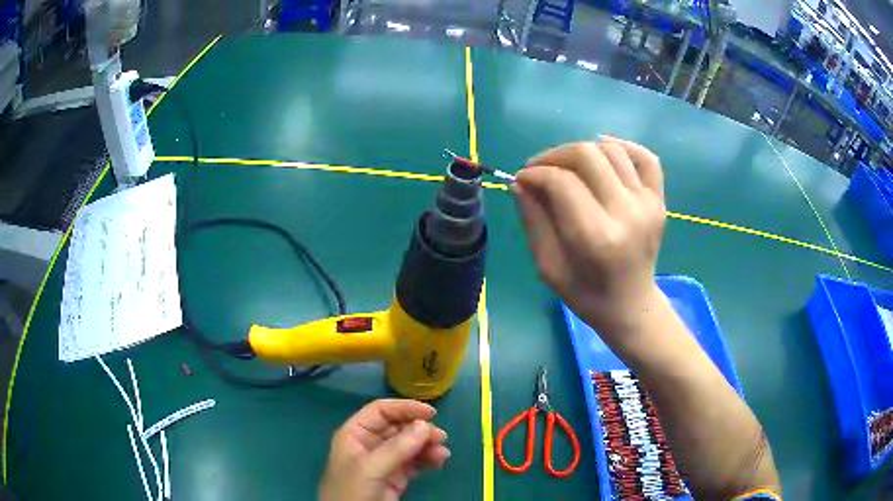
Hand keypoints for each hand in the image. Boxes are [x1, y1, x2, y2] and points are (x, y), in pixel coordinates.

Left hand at [319, 399, 450, 500]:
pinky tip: (439, 461)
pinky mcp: (395, 477)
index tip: (430, 413)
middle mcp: (369, 443)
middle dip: (419, 429)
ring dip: (427, 445)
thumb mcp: (370, 468)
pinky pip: (414, 461)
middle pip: (398, 426)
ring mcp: (383, 461)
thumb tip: (424, 425)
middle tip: (440, 437)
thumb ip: (396, 447)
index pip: (380, 411)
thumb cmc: (352, 490)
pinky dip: (428, 459)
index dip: (404, 408)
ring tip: (442, 453)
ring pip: (409, 444)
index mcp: (355, 433)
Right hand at [513, 137, 666, 338]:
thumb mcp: (548, 265)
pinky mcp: (659, 201)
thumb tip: (521, 181)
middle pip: (587, 155)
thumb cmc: (585, 293)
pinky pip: (646, 158)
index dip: (535, 173)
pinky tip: (604, 150)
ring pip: (612, 151)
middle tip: (540, 168)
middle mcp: (626, 213)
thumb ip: (533, 220)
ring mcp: (647, 204)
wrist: (631, 306)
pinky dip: (623, 146)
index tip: (522, 178)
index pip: (561, 182)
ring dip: (582, 150)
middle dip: (554, 155)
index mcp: (595, 237)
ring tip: (567, 165)